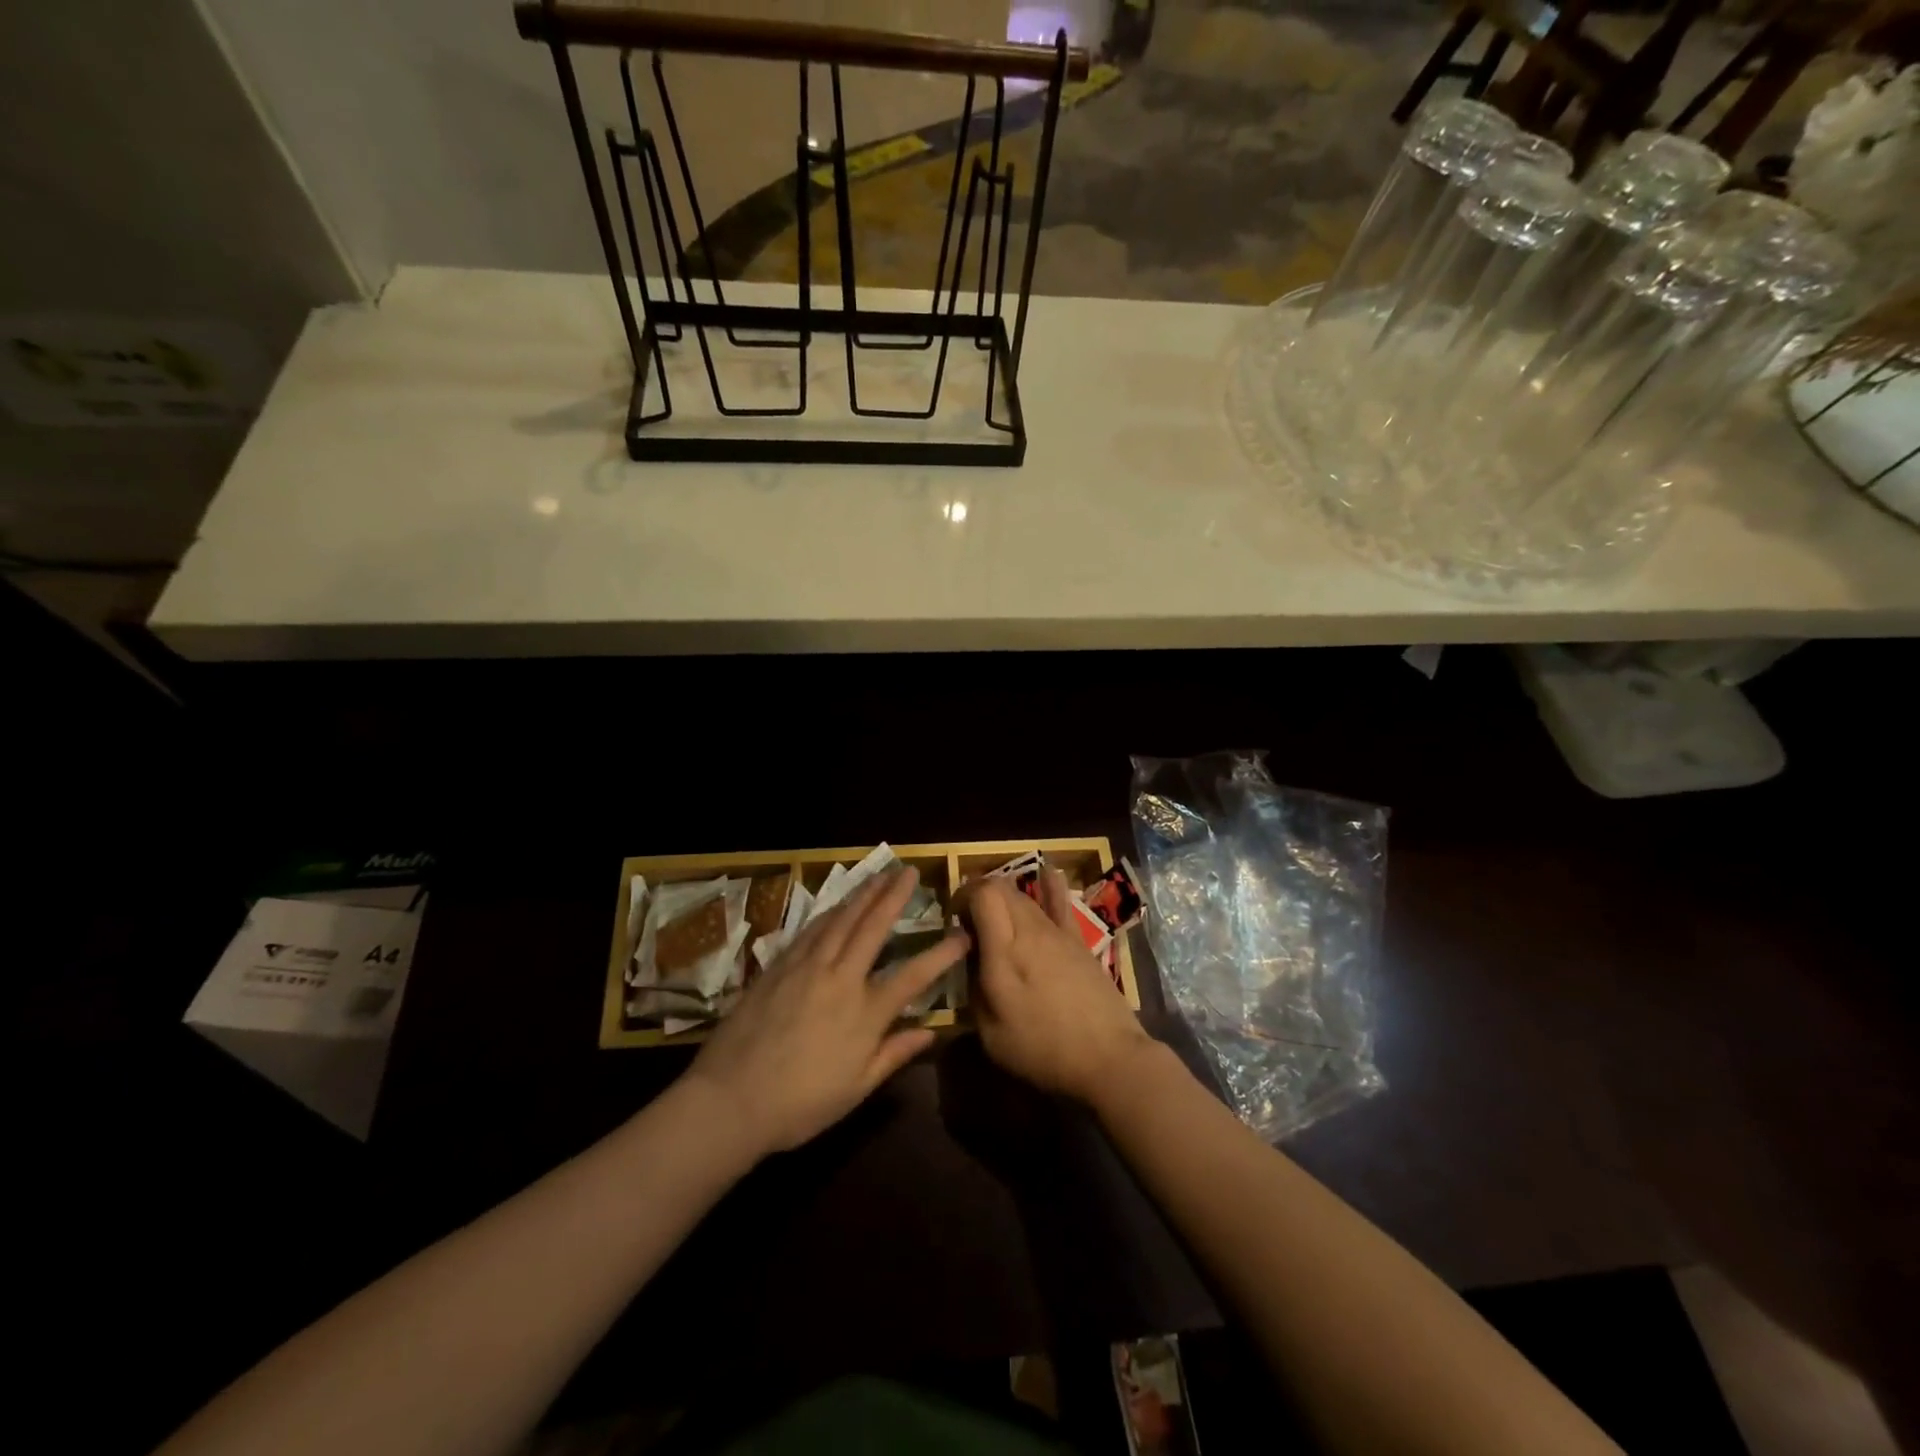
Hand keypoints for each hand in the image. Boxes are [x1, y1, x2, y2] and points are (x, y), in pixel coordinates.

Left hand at [685, 866, 967, 1158]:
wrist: (730, 1100)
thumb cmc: (800, 1104)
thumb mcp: (856, 1089)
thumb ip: (894, 1054)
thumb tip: (930, 1032)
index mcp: (865, 1012)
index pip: (914, 975)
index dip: (942, 954)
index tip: (963, 934)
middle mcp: (840, 979)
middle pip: (873, 928)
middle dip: (894, 896)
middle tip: (910, 871)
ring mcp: (806, 967)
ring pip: (840, 920)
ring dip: (863, 894)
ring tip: (879, 875)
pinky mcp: (778, 967)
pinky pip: (810, 930)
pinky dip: (829, 912)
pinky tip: (836, 904)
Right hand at [965, 868, 1154, 1103]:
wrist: (1108, 1057)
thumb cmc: (1043, 1050)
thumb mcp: (992, 1034)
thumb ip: (974, 991)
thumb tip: (970, 961)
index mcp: (1004, 952)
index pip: (983, 895)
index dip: (964, 896)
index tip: (953, 917)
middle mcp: (1030, 931)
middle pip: (1002, 889)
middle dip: (979, 894)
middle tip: (968, 919)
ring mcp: (1058, 933)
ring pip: (1026, 895)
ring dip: (1005, 896)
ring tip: (995, 910)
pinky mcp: (1078, 941)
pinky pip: (1060, 903)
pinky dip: (1049, 885)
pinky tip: (1046, 873)